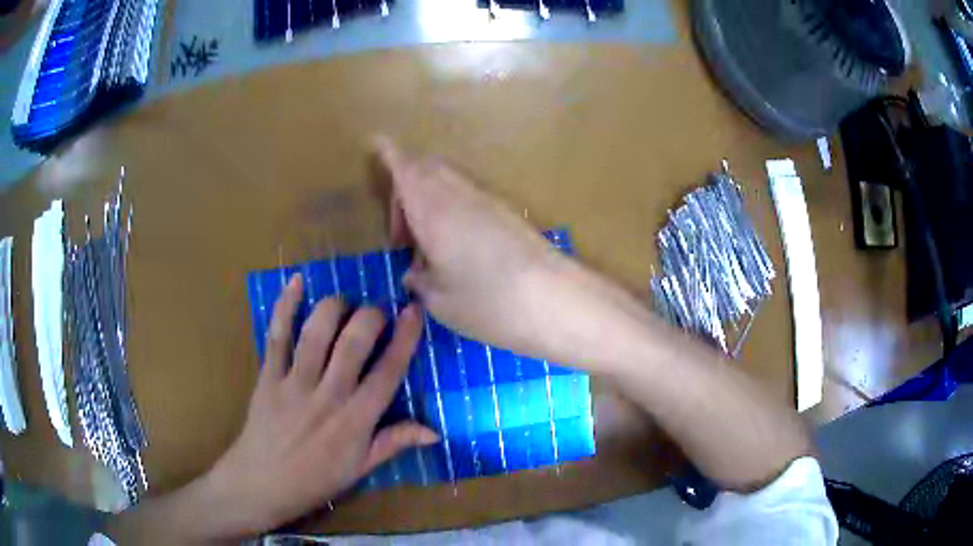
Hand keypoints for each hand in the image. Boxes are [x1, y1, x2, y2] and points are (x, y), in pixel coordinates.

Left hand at [193, 275, 437, 536]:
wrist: (262, 483)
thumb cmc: (315, 480)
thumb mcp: (360, 469)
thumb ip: (394, 443)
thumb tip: (434, 432)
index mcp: (356, 421)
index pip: (388, 372)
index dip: (405, 338)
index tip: (414, 311)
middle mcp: (329, 396)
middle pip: (354, 343)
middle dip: (370, 316)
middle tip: (376, 311)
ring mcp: (295, 383)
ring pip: (317, 333)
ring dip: (334, 307)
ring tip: (344, 303)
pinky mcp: (268, 376)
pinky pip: (277, 336)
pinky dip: (286, 306)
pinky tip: (296, 282)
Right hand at [376, 136, 573, 355]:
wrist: (556, 300)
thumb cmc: (488, 303)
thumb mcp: (440, 301)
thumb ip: (420, 281)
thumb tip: (415, 273)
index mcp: (433, 210)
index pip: (406, 169)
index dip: (390, 153)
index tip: (377, 144)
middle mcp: (458, 196)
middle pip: (426, 170)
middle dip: (405, 189)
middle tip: (401, 237)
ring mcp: (487, 201)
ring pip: (448, 182)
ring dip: (429, 201)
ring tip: (428, 248)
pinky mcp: (506, 213)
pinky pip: (467, 197)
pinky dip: (451, 210)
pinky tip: (456, 250)